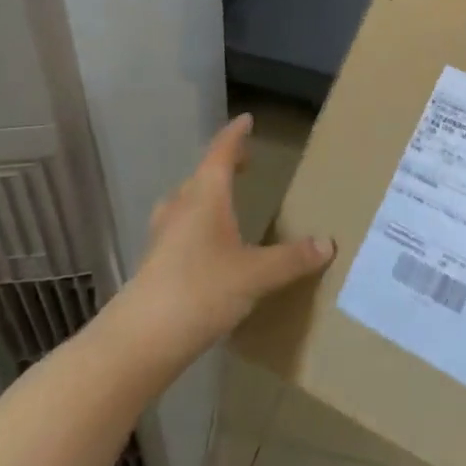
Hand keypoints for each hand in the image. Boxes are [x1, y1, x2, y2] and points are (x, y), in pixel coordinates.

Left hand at [104, 115, 334, 373]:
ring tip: (223, 201)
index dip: (234, 136)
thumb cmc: (199, 293)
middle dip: (222, 166)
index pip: (220, 155)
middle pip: (200, 178)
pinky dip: (197, 227)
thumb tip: (328, 244)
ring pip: (184, 205)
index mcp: (204, 200)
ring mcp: (163, 241)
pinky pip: (179, 233)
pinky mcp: (155, 269)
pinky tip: (209, 248)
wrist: (137, 345)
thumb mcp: (257, 275)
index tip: (246, 120)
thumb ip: (293, 259)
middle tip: (244, 163)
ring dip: (203, 196)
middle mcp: (181, 212)